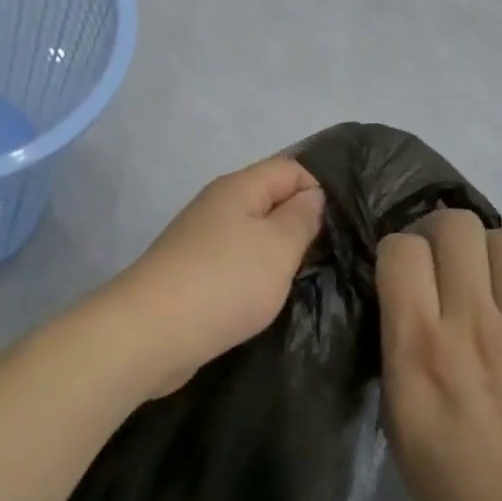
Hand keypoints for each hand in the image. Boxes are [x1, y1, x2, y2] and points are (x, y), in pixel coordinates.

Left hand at [100, 156, 324, 398]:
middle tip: (340, 251)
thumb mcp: (277, 246)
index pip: (290, 168)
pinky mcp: (194, 274)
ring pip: (254, 234)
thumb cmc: (224, 281)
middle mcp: (217, 206)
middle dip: (303, 222)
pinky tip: (273, 295)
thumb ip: (301, 218)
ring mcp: (202, 240)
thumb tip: (313, 195)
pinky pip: (237, 263)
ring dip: (280, 252)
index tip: (349, 221)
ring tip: (313, 274)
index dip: (321, 187)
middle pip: (270, 200)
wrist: (152, 332)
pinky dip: (257, 274)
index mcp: (238, 188)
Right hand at [378, 210, 501, 500]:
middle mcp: (471, 324)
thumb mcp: (397, 421)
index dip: (396, 250)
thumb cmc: (456, 486)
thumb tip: (402, 304)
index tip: (400, 274)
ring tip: (485, 279)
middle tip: (441, 264)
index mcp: (419, 347)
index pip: (401, 250)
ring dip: (489, 250)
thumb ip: (396, 352)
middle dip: (440, 234)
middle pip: (456, 226)